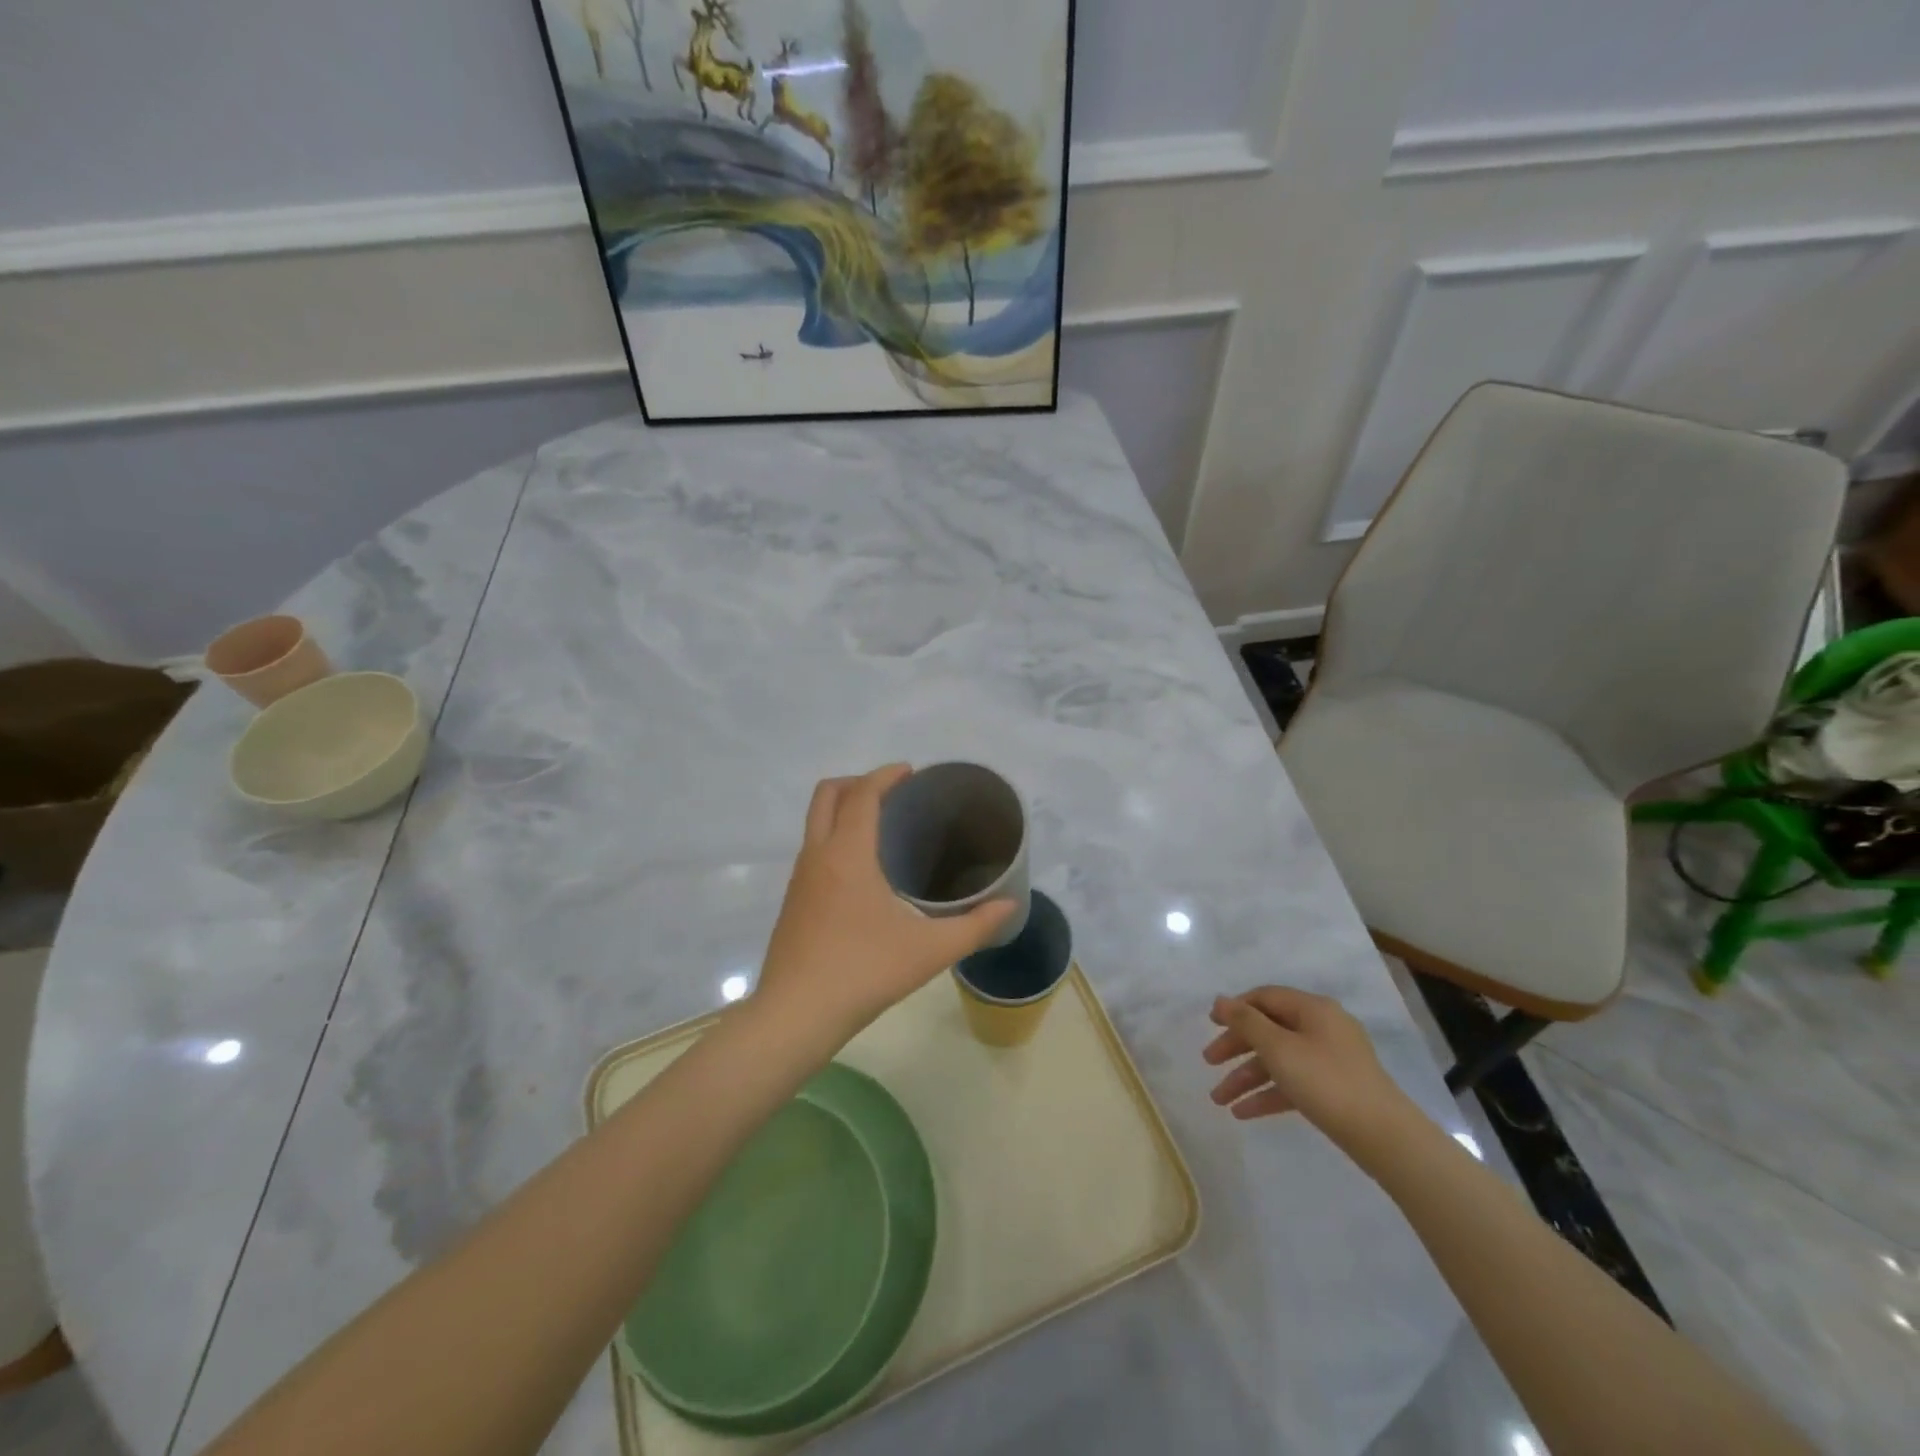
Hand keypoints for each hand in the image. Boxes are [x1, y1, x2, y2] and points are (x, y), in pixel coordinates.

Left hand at [754, 764, 1016, 1045]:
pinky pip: (813, 849)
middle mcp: (817, 856)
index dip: (885, 775)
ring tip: (882, 829)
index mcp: (847, 854)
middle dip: (858, 783)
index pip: (862, 794)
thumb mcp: (929, 950)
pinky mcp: (793, 902)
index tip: (911, 772)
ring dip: (844, 810)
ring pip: (815, 822)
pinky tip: (862, 873)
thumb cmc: (863, 972)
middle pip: (827, 794)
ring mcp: (800, 879)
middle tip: (893, 794)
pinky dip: (835, 838)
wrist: (795, 1015)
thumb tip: (1009, 906)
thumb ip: (974, 926)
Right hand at [1202, 986, 1410, 1151]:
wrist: (1385, 1137)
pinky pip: (1293, 1083)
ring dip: (1247, 1077)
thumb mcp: (1278, 1048)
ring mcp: (1330, 1060)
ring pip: (1278, 1060)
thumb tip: (1221, 1000)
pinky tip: (1243, 1113)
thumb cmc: (1326, 1082)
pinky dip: (1269, 1094)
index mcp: (1313, 1009)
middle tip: (1208, 1062)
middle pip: (1269, 1029)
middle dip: (1236, 1047)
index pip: (1265, 997)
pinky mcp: (1334, 1090)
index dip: (1235, 1008)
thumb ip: (1246, 1022)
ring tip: (1219, 1100)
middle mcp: (1322, 1028)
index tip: (1210, 1024)